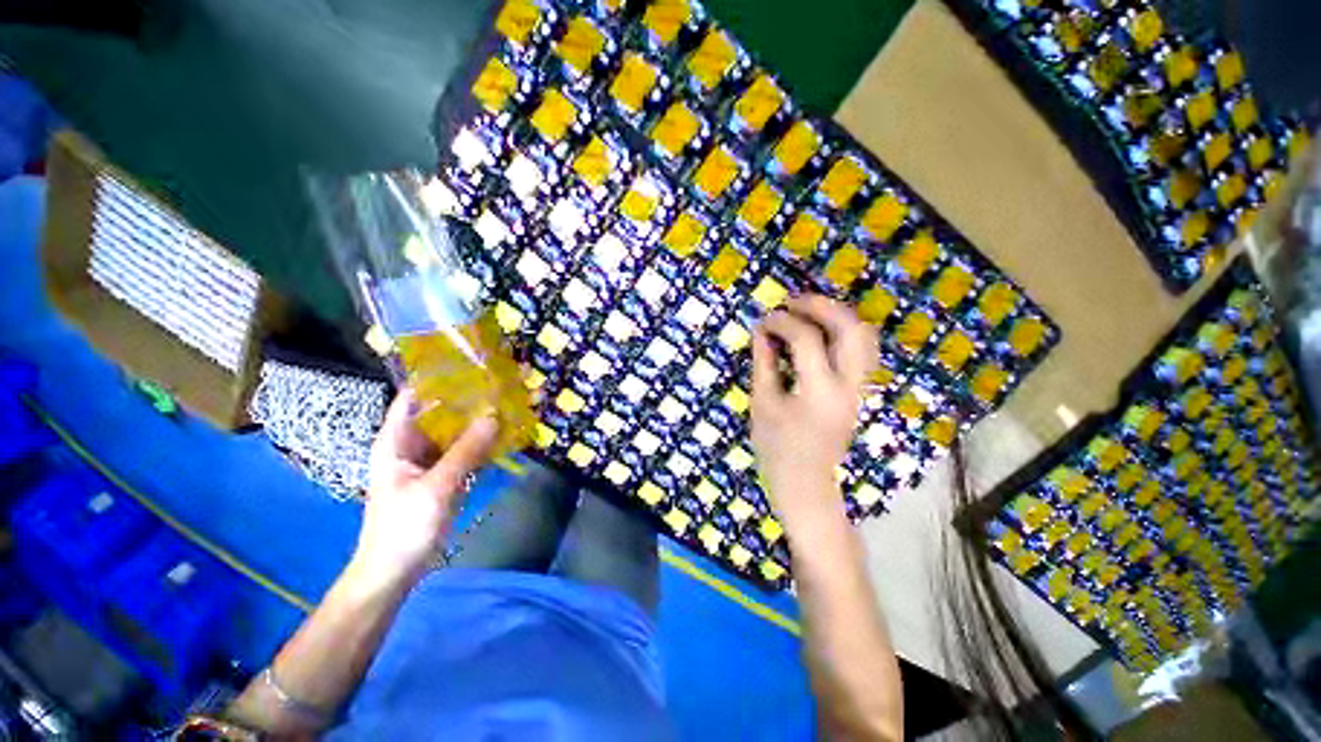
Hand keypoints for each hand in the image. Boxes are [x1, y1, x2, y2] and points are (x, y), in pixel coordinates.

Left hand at [353, 390, 499, 587]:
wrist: (396, 571)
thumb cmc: (403, 528)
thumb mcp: (435, 487)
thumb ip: (465, 451)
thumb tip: (494, 415)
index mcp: (396, 440)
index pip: (414, 396)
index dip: (438, 377)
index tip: (471, 363)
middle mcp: (414, 443)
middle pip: (442, 412)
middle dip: (471, 398)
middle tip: (503, 381)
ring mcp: (432, 459)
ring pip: (458, 431)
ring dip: (481, 419)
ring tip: (510, 401)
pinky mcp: (447, 474)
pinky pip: (468, 450)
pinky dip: (485, 442)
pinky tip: (508, 432)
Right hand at [751, 295, 877, 534]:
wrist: (806, 482)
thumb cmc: (776, 448)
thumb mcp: (763, 403)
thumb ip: (764, 363)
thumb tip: (762, 331)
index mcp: (820, 391)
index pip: (807, 339)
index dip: (782, 322)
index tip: (764, 320)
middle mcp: (849, 386)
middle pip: (850, 329)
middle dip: (821, 306)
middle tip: (793, 301)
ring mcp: (860, 388)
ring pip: (864, 337)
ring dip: (838, 316)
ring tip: (809, 311)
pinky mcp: (859, 392)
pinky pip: (862, 351)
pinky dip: (844, 333)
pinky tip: (822, 333)